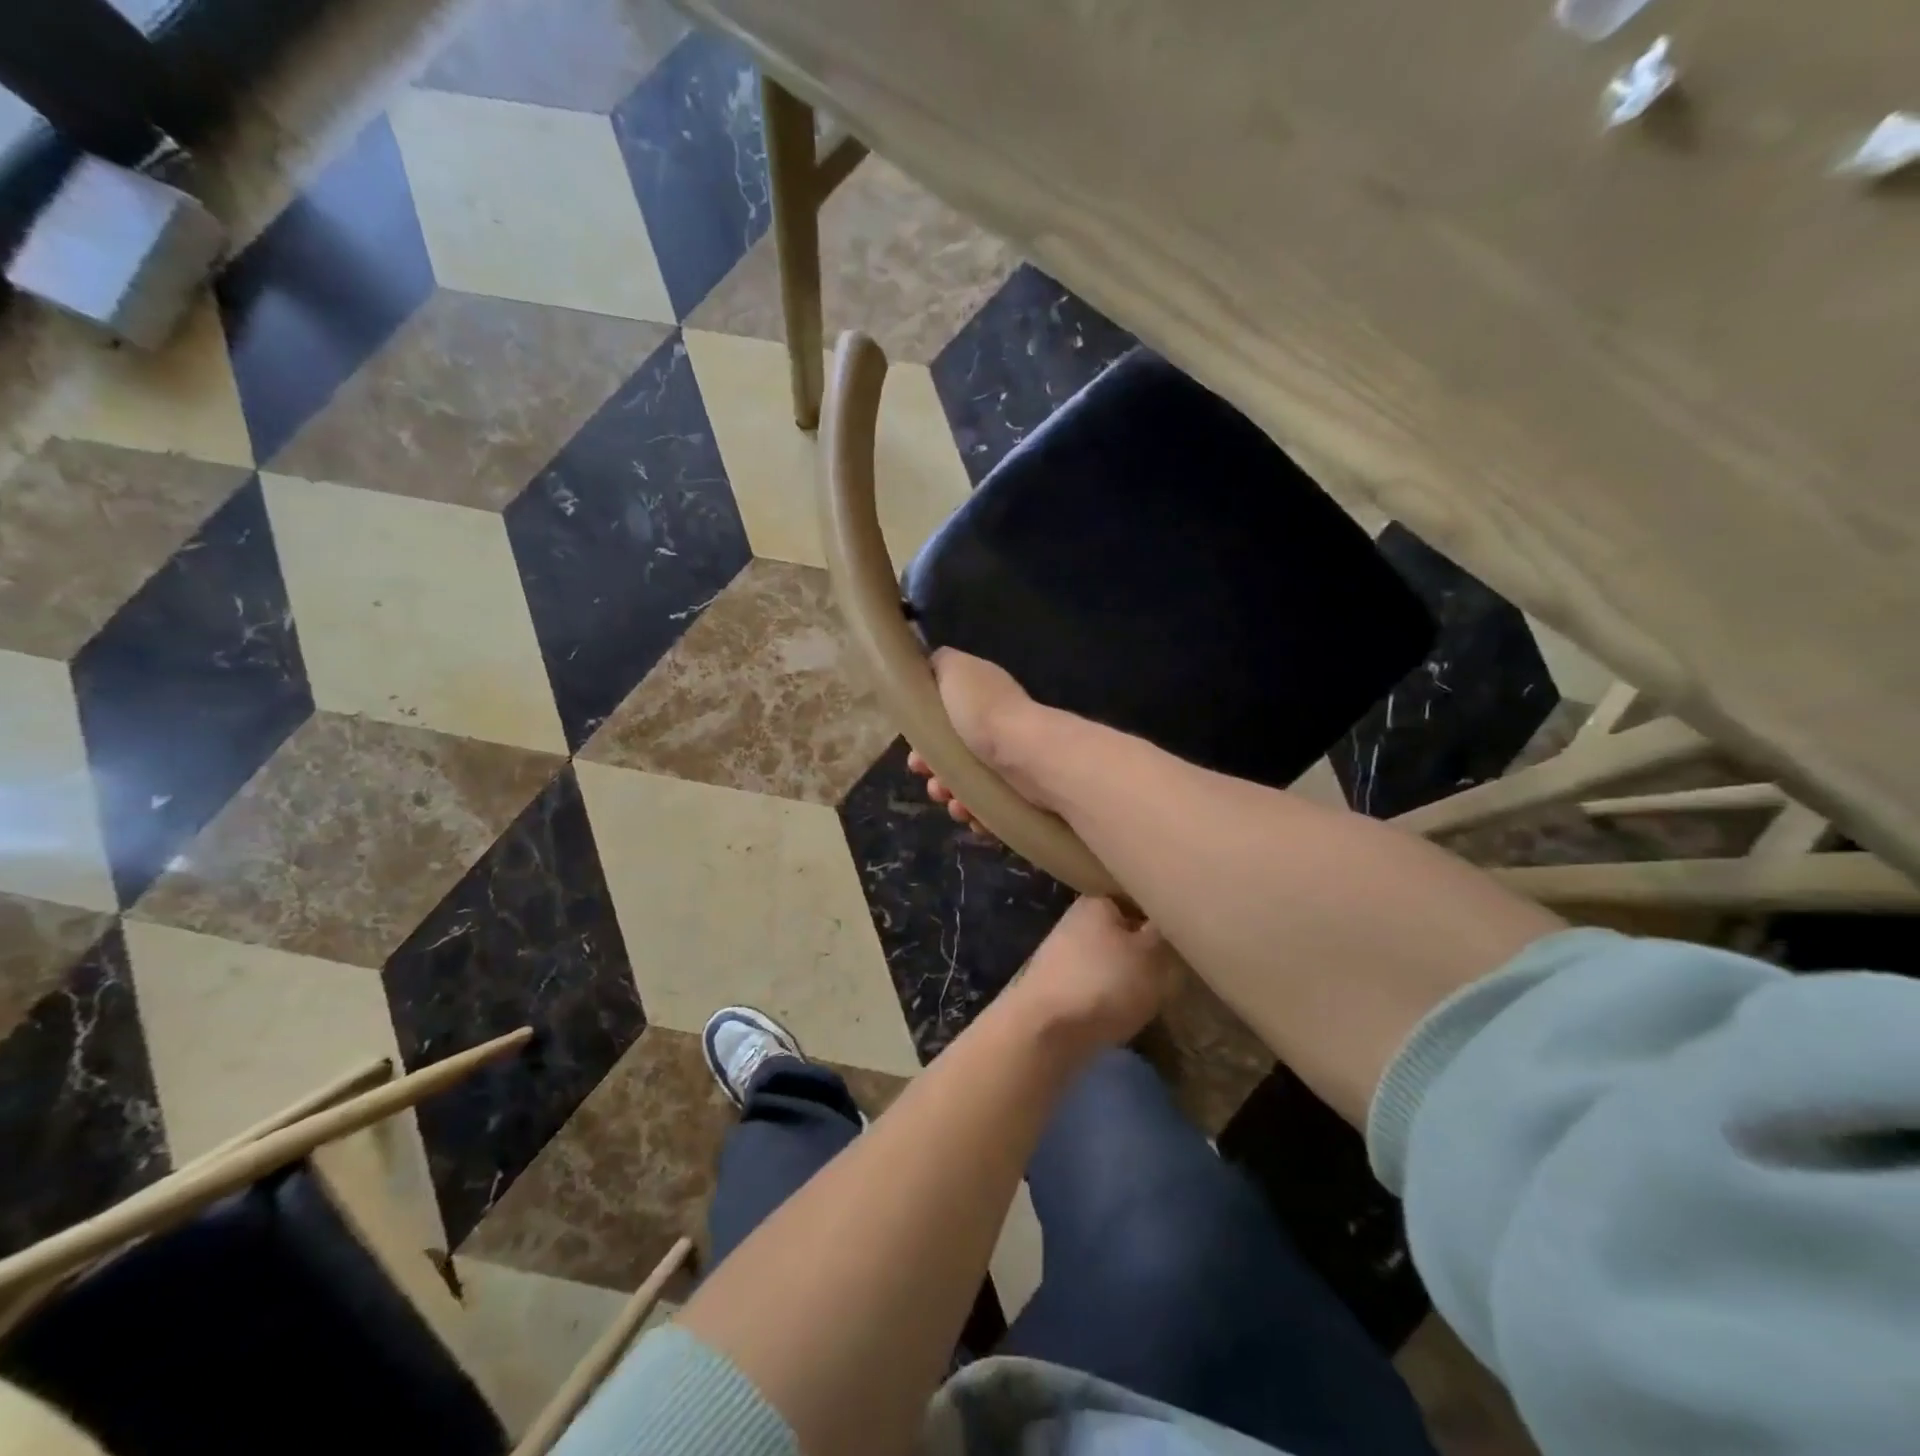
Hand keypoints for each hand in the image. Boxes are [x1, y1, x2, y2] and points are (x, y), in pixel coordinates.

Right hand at [907, 649, 1045, 832]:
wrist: (1026, 755)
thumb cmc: (983, 711)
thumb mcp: (955, 669)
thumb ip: (940, 663)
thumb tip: (930, 668)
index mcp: (980, 700)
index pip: (945, 719)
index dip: (924, 737)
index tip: (914, 751)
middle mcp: (996, 729)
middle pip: (953, 755)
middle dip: (934, 771)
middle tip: (931, 781)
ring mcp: (1009, 763)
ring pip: (968, 785)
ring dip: (950, 795)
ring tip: (950, 800)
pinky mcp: (1019, 793)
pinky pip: (988, 808)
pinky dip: (975, 814)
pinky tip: (971, 815)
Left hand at [999, 897, 1180, 1053]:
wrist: (1045, 1031)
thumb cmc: (1104, 982)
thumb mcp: (1151, 955)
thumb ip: (1164, 933)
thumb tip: (1165, 920)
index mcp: (1097, 901)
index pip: (1137, 898)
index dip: (1161, 917)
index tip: (1182, 938)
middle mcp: (1076, 920)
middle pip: (1123, 931)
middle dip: (1146, 951)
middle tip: (1173, 972)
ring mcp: (1063, 954)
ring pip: (1110, 960)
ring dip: (1129, 977)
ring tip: (1153, 996)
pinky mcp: (1057, 986)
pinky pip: (1096, 985)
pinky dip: (1111, 997)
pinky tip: (1125, 1014)